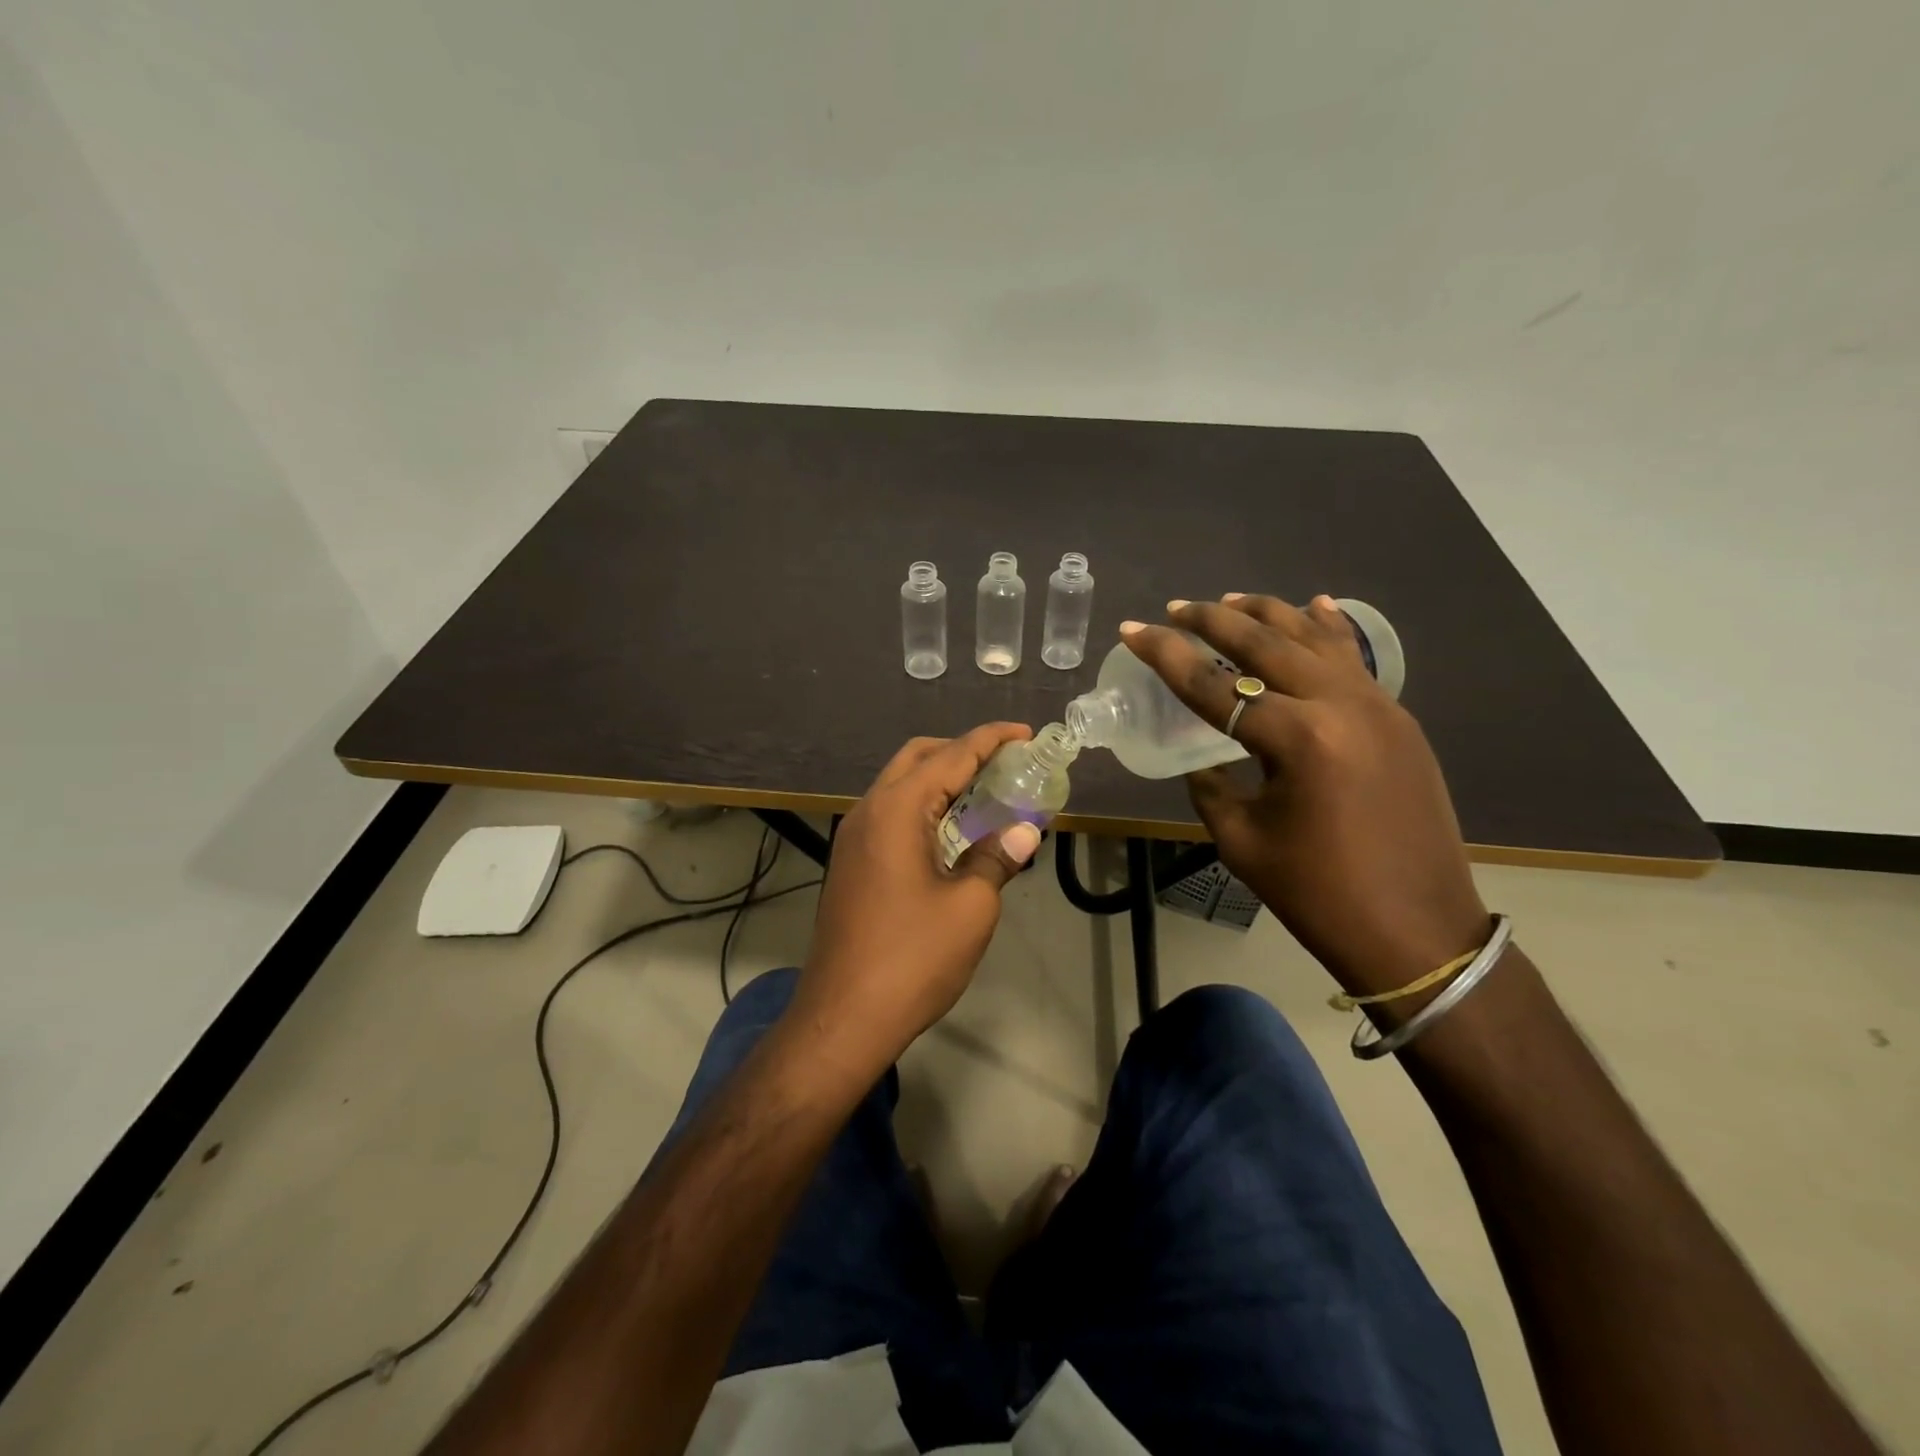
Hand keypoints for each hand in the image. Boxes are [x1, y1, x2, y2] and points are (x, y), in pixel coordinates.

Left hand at [790, 723, 1043, 1075]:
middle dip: (961, 751)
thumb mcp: (971, 907)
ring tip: (986, 792)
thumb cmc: (912, 959)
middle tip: (1004, 763)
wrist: (843, 1018)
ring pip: (900, 786)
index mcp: (895, 810)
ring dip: (941, 780)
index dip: (991, 739)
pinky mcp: (851, 863)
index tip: (1025, 733)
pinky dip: (924, 807)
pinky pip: (891, 815)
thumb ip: (998, 857)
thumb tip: (1025, 831)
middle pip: (917, 758)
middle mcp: (868, 811)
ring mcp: (853, 838)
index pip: (950, 755)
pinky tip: (953, 831)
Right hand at [1121, 595, 1489, 998]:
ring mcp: (1378, 707)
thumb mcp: (1243, 842)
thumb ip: (1213, 789)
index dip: (1167, 656)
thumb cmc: (1319, 894)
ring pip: (1314, 638)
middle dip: (1213, 620)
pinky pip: (1354, 659)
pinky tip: (1313, 605)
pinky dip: (1327, 629)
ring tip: (1229, 599)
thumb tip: (1208, 763)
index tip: (1134, 630)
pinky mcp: (1398, 719)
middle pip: (1265, 644)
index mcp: (1298, 739)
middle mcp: (1340, 706)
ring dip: (1267, 614)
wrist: (1416, 931)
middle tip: (1175, 608)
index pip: (1215, 684)